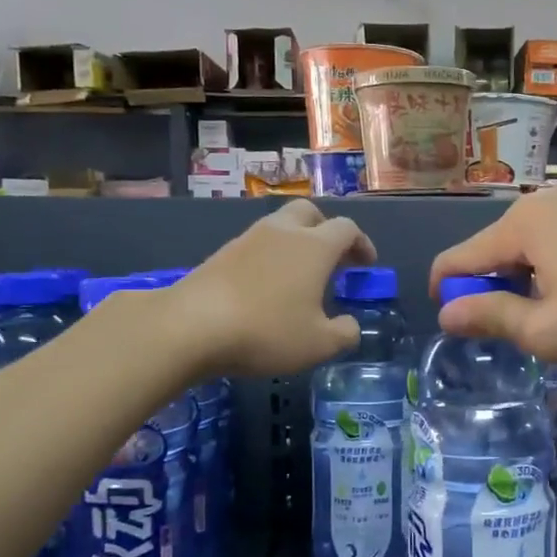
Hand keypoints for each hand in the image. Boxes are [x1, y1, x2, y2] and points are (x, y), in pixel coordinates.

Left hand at [167, 200, 375, 376]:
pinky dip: (271, 257)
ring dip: (296, 243)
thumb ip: (344, 333)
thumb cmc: (266, 331)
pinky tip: (267, 287)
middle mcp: (283, 232)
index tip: (366, 264)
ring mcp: (249, 239)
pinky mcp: (222, 253)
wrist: (190, 326)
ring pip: (280, 226)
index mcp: (314, 246)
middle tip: (333, 259)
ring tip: (299, 277)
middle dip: (326, 230)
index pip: (347, 228)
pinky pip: (257, 244)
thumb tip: (350, 325)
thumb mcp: (318, 344)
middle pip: (310, 212)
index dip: (362, 243)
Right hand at [428, 176, 556, 363]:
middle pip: (499, 245)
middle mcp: (547, 197)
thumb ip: (491, 318)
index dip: (447, 290)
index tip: (453, 321)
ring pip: (537, 239)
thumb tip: (449, 312)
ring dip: (532, 274)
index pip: (460, 257)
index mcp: (521, 223)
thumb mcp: (547, 331)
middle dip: (497, 285)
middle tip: (520, 329)